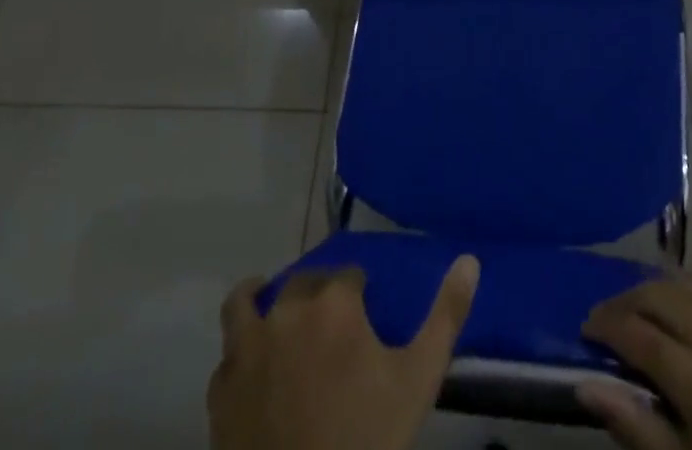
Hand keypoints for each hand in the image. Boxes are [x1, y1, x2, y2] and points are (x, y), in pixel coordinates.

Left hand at [209, 256, 478, 449]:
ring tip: (275, 311)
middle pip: (302, 282)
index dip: (360, 289)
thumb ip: (446, 315)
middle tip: (334, 321)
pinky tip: (254, 370)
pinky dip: (239, 355)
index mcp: (334, 303)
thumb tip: (470, 260)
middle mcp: (286, 312)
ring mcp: (247, 352)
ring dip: (259, 298)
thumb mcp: (418, 379)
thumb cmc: (368, 440)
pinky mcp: (220, 394)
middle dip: (319, 292)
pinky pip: (226, 358)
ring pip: (244, 303)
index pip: (349, 274)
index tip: (368, 309)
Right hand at [578, 267, 691, 449]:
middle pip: (660, 298)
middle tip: (606, 319)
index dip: (605, 327)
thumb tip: (584, 384)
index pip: (638, 336)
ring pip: (691, 283)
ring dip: (660, 288)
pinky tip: (691, 288)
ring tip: (641, 306)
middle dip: (625, 303)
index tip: (585, 331)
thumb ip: (634, 426)